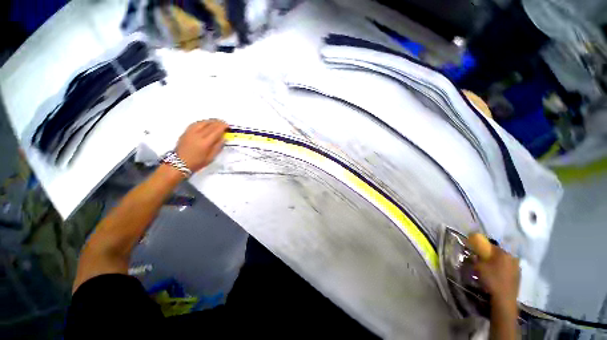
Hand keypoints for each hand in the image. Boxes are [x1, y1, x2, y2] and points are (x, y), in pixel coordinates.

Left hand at [176, 120, 227, 172]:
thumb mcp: (211, 157)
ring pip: (203, 122)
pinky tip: (206, 123)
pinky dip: (203, 122)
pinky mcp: (186, 132)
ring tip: (216, 121)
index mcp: (205, 143)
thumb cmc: (197, 162)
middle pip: (210, 125)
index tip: (227, 126)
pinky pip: (196, 123)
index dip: (223, 127)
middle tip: (224, 123)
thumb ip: (218, 147)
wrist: (179, 163)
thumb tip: (223, 138)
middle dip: (218, 123)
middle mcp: (198, 135)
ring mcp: (191, 132)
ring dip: (211, 121)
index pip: (216, 131)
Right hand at [474, 244, 519, 308]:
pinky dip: (502, 270)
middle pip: (499, 254)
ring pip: (505, 262)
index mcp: (503, 253)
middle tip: (483, 260)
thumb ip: (476, 259)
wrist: (504, 299)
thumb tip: (475, 255)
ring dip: (497, 263)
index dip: (483, 247)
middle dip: (491, 256)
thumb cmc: (491, 280)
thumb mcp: (478, 267)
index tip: (477, 251)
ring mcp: (517, 268)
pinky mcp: (518, 276)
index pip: (492, 246)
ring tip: (489, 269)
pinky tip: (496, 276)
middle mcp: (512, 258)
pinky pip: (508, 269)